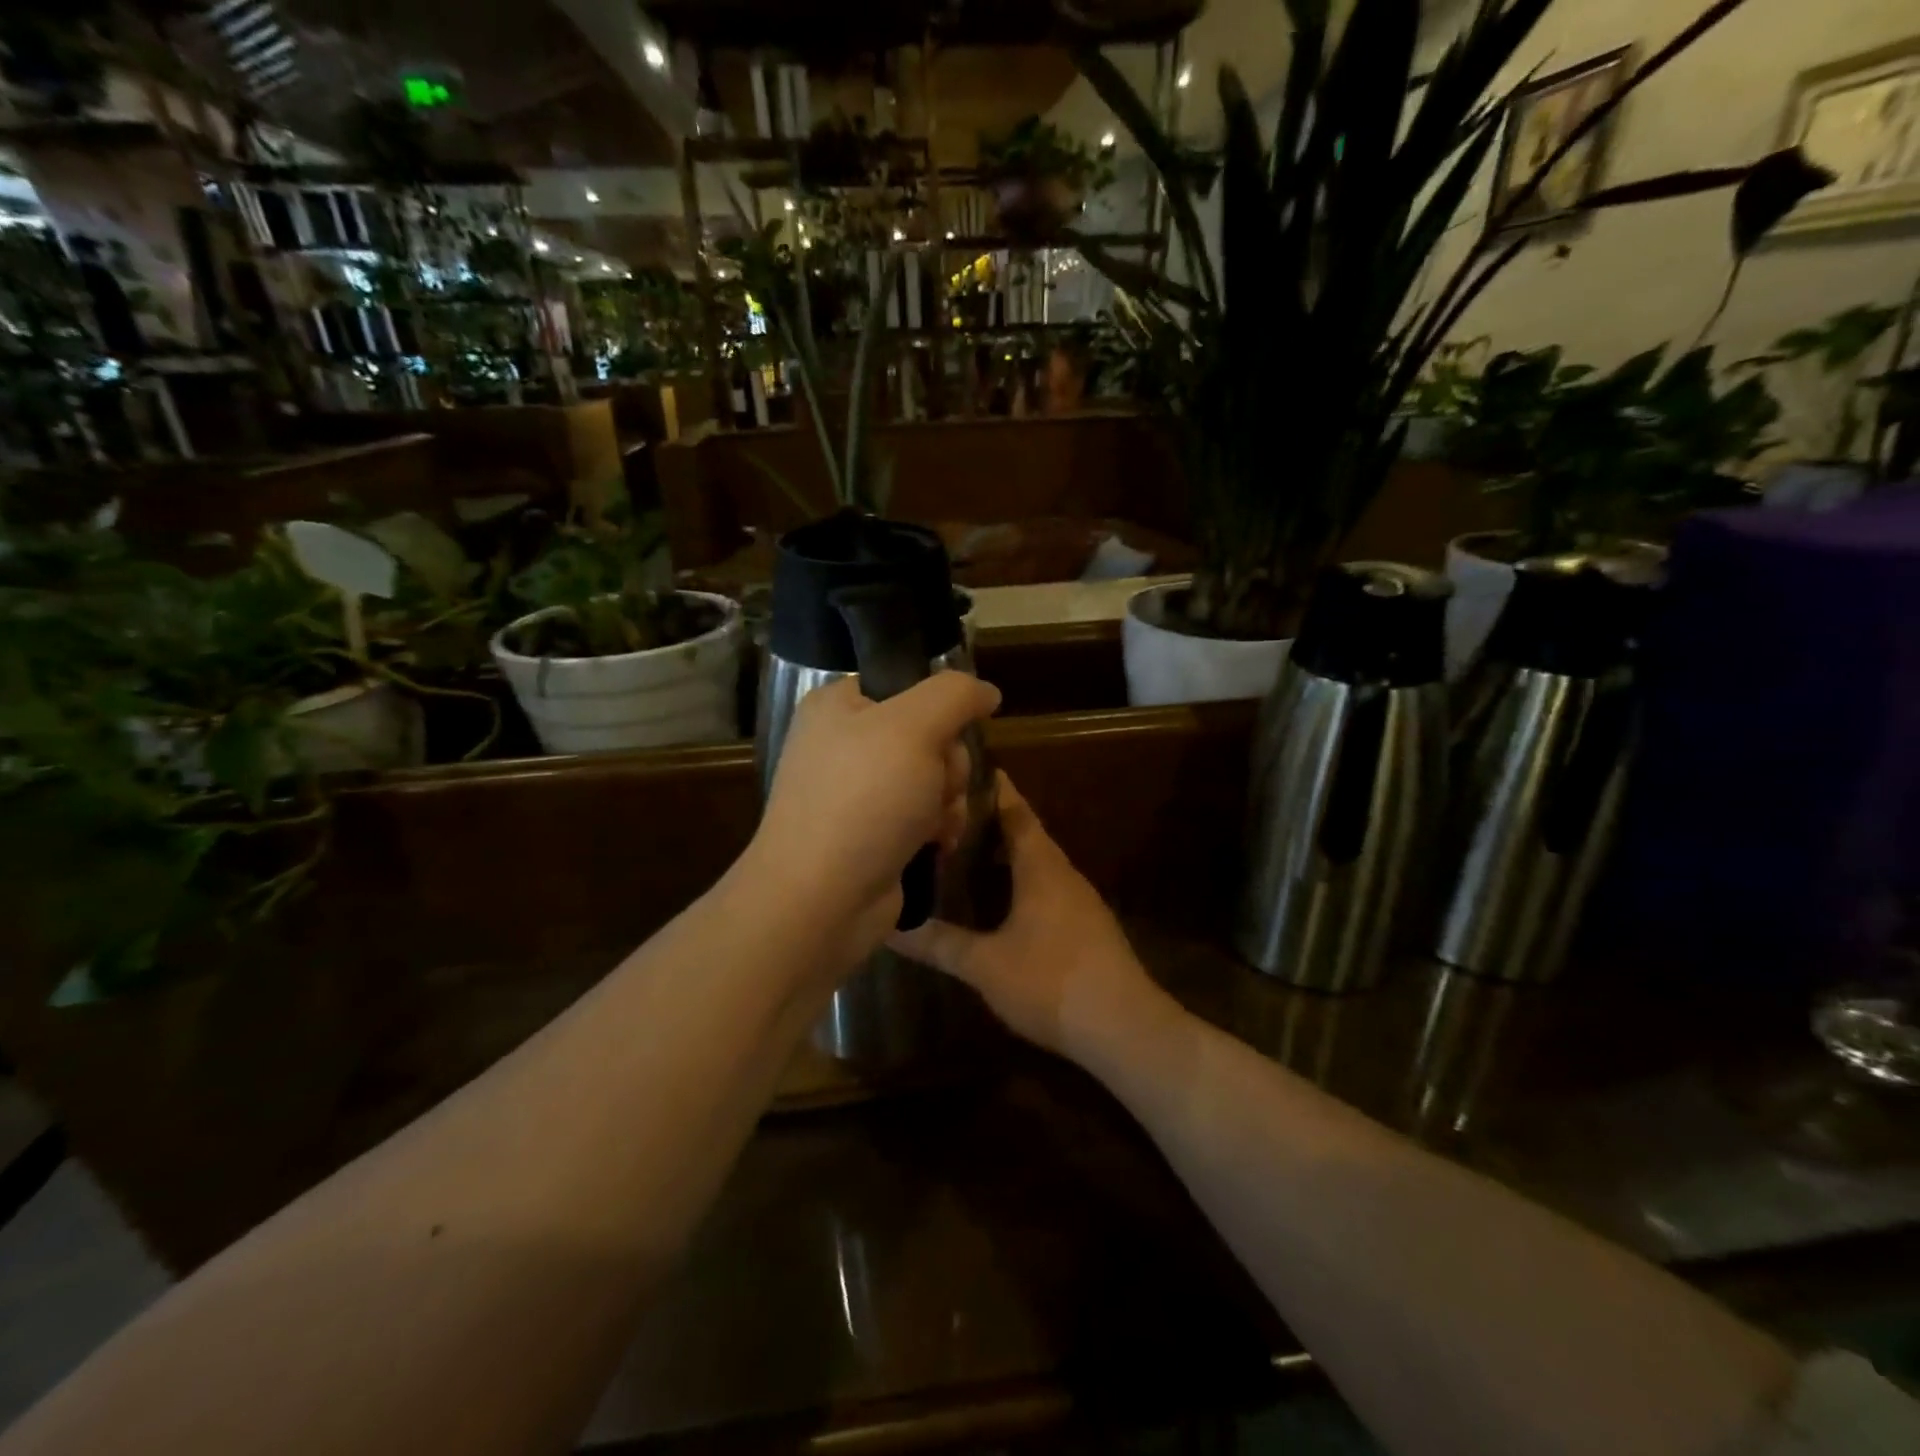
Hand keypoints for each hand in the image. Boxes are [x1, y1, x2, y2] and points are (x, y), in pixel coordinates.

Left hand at [749, 673, 1000, 964]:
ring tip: (934, 827)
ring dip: (948, 803)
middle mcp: (845, 745)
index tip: (947, 734)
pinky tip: (934, 847)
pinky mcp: (873, 834)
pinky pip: (925, 817)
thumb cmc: (864, 800)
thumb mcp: (913, 728)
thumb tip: (986, 691)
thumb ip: (955, 695)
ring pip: (935, 780)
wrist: (821, 900)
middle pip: (931, 736)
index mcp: (839, 706)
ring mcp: (858, 793)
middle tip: (936, 788)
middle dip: (947, 767)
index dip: (939, 710)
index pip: (907, 685)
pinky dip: (937, 831)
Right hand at [892, 774, 1163, 1059]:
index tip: (964, 769)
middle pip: (1026, 833)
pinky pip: (1048, 887)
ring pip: (1038, 862)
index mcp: (1041, 867)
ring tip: (966, 853)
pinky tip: (1000, 901)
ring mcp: (1080, 901)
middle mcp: (1063, 873)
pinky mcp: (1087, 926)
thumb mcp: (985, 965)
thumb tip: (890, 928)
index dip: (992, 788)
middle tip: (949, 816)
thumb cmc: (1051, 982)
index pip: (1015, 811)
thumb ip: (939, 943)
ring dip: (1007, 853)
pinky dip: (1021, 881)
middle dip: (991, 821)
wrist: (1124, 1028)